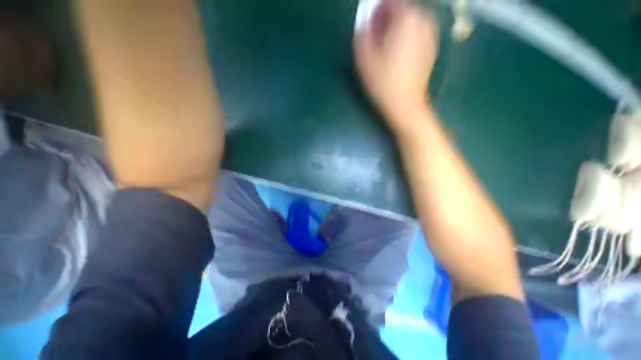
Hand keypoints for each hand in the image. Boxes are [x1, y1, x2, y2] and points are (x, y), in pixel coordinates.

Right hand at [354, 0, 438, 131]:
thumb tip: (366, 16)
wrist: (405, 105)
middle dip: (387, 18)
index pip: (391, 2)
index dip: (377, 10)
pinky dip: (405, 36)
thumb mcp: (365, 58)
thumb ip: (363, 31)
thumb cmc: (383, 83)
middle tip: (375, 36)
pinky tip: (397, 53)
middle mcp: (423, 21)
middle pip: (402, 9)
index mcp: (407, 19)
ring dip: (396, 28)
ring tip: (385, 46)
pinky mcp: (431, 48)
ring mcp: (430, 35)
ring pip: (410, 21)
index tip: (369, 24)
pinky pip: (416, 33)